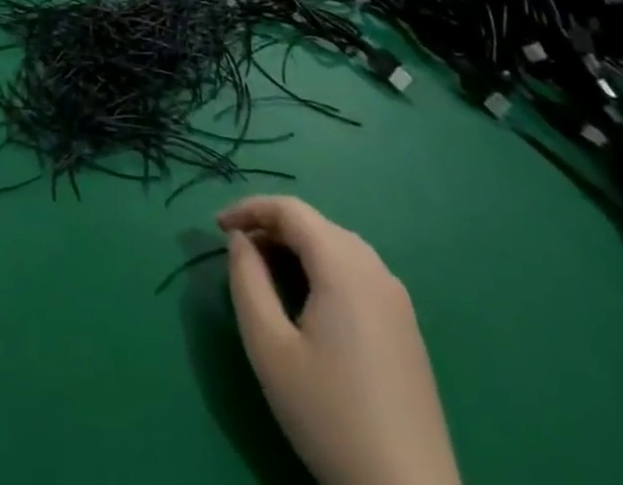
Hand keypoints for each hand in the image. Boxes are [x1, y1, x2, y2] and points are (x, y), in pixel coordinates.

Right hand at [219, 196, 459, 484]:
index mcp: (344, 266)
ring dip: (296, 245)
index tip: (216, 226)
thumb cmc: (330, 415)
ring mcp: (397, 299)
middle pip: (315, 224)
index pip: (290, 209)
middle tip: (236, 249)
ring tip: (263, 268)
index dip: (249, 208)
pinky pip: (356, 272)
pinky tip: (305, 297)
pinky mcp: (406, 327)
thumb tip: (241, 240)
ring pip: (337, 246)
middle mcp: (376, 269)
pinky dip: (321, 266)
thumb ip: (247, 281)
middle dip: (271, 226)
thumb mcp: (269, 347)